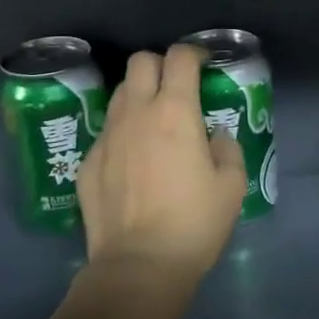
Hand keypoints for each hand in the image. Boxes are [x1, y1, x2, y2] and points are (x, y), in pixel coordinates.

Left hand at [78, 44, 247, 280]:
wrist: (138, 265)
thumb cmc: (193, 223)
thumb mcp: (231, 186)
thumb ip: (226, 149)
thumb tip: (214, 136)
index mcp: (175, 111)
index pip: (180, 57)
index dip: (194, 53)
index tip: (204, 65)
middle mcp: (136, 113)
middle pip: (140, 62)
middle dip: (160, 65)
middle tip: (176, 88)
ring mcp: (106, 136)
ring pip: (119, 94)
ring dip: (138, 96)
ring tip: (153, 123)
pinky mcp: (87, 162)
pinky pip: (106, 132)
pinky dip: (122, 134)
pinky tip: (132, 163)